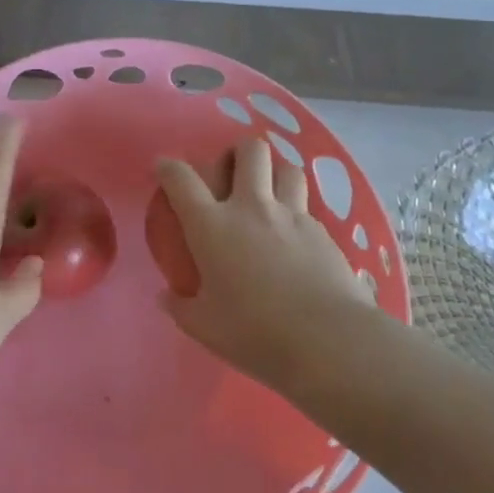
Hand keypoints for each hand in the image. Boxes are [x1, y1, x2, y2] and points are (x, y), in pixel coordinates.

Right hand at [155, 137, 372, 386]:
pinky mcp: (323, 232)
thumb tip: (166, 297)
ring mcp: (292, 216)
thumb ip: (181, 307)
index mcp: (212, 226)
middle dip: (238, 152)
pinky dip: (296, 210)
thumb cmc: (255, 332)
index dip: (168, 167)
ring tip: (269, 192)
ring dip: (274, 172)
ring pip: (287, 168)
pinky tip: (294, 236)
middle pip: (249, 151)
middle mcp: (251, 208)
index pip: (182, 179)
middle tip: (232, 173)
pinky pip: (307, 206)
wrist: (329, 340)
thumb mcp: (205, 327)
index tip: (164, 168)